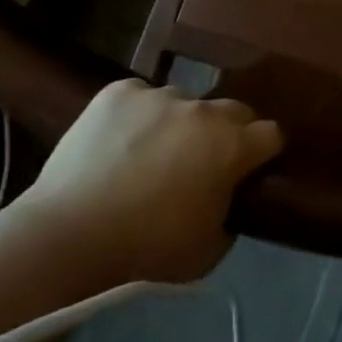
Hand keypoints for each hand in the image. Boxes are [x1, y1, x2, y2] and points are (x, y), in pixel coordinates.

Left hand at [21, 79, 281, 283]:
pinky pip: (141, 97)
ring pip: (183, 103)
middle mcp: (202, 110)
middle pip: (233, 110)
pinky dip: (138, 115)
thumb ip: (230, 214)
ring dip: (179, 124)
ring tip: (151, 154)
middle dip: (227, 132)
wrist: (71, 234)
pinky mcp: (119, 91)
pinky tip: (119, 142)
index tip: (252, 170)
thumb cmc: (148, 250)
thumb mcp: (208, 251)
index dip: (264, 153)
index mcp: (232, 146)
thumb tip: (227, 197)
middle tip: (204, 163)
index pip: (271, 134)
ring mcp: (159, 95)